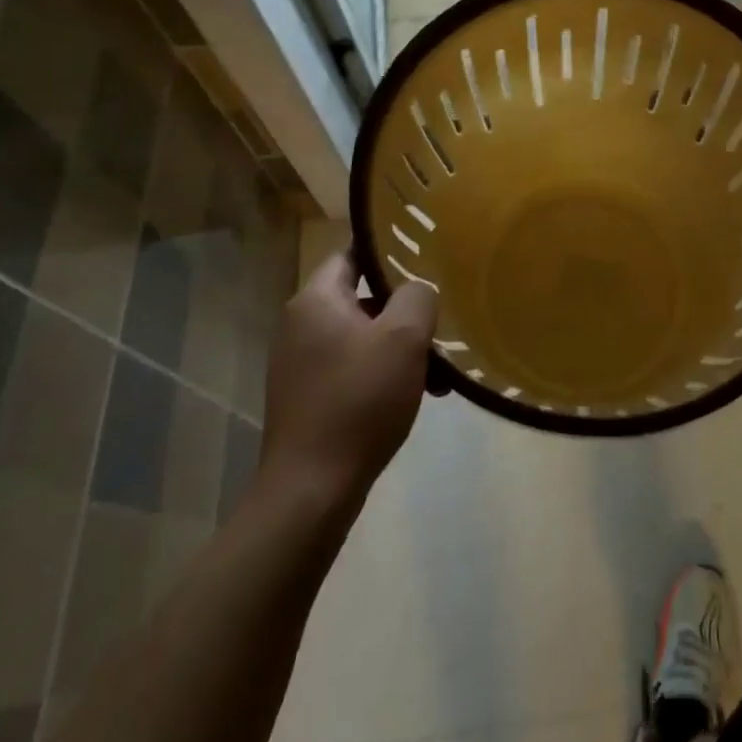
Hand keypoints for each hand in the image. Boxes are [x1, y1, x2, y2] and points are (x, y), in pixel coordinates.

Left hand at [257, 253, 436, 507]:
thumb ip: (417, 297)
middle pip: (363, 297)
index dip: (389, 251)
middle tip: (440, 319)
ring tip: (439, 371)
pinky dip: (384, 374)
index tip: (425, 257)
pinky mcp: (309, 397)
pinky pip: (355, 369)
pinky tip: (417, 396)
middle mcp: (301, 325)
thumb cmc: (358, 400)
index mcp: (316, 300)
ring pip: (364, 337)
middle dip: (405, 310)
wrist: (311, 489)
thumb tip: (417, 290)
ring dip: (400, 347)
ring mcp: (302, 364)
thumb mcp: (402, 339)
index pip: (352, 253)